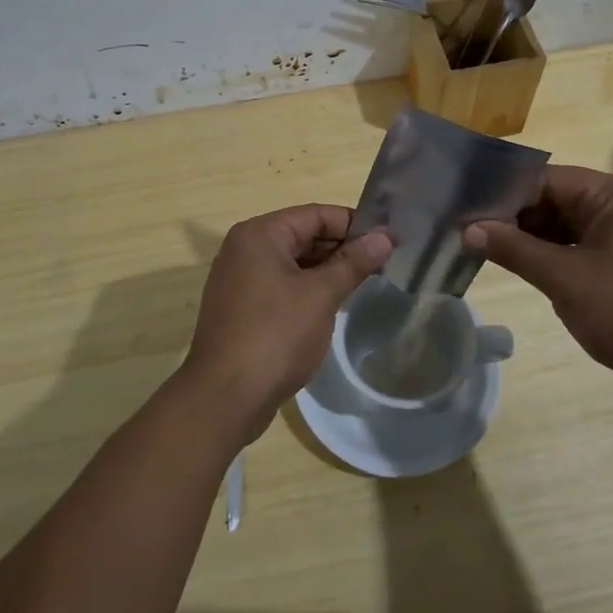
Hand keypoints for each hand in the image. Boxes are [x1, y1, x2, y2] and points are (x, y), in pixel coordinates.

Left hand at [178, 205, 393, 444]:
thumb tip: (385, 237)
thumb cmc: (275, 336)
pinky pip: (280, 286)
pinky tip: (331, 307)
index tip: (388, 241)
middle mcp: (244, 249)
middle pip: (302, 235)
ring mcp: (239, 280)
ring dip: (326, 271)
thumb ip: (353, 263)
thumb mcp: (321, 295)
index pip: (315, 214)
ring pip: (292, 263)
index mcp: (259, 234)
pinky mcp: (241, 308)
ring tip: (363, 284)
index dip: (353, 224)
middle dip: (341, 248)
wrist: (225, 397)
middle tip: (382, 264)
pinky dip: (306, 290)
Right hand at [464, 166, 612, 411]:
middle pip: (555, 201)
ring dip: (530, 240)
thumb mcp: (563, 278)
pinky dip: (552, 257)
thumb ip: (513, 249)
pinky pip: (581, 249)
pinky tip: (521, 268)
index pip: (547, 180)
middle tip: (468, 233)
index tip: (466, 210)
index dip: (505, 194)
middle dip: (515, 218)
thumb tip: (467, 229)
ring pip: (566, 227)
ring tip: (484, 250)